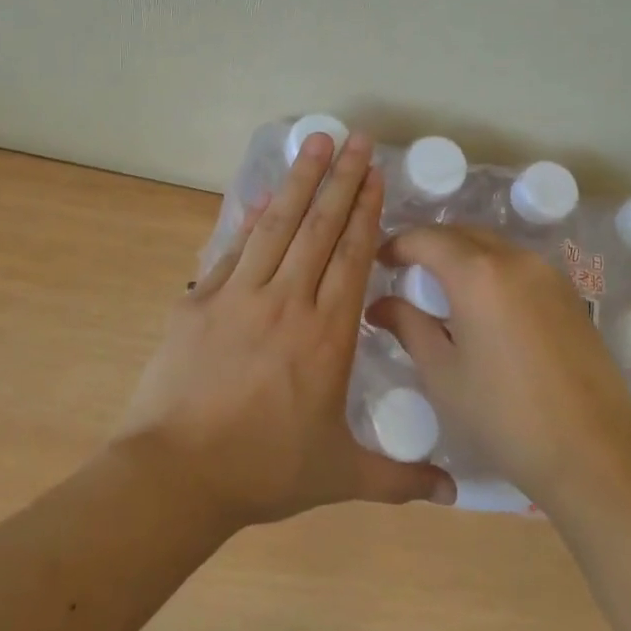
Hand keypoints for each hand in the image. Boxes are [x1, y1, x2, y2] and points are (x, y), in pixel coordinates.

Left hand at [118, 131, 455, 526]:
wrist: (176, 475)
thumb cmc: (264, 471)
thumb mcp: (340, 476)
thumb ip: (399, 479)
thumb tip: (454, 493)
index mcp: (327, 335)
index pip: (352, 256)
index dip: (365, 210)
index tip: (374, 173)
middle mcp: (287, 302)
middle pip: (319, 227)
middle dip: (340, 178)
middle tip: (355, 137)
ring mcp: (239, 296)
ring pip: (277, 226)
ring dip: (298, 181)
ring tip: (314, 142)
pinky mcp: (199, 302)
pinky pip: (232, 249)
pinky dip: (250, 219)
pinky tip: (262, 196)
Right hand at [366, 227, 630, 510]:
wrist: (592, 452)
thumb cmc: (503, 416)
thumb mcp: (442, 374)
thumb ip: (408, 326)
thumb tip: (380, 305)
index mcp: (477, 274)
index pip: (426, 238)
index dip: (397, 245)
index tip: (380, 264)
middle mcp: (516, 259)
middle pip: (463, 234)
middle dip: (431, 246)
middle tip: (407, 275)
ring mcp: (549, 274)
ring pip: (495, 247)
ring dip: (464, 257)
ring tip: (444, 292)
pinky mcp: (570, 295)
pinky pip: (520, 267)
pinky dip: (494, 272)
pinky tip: (486, 308)